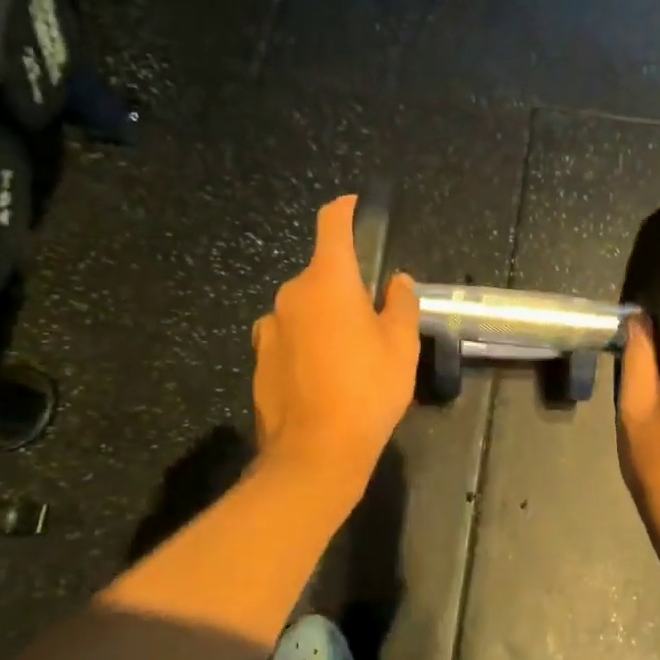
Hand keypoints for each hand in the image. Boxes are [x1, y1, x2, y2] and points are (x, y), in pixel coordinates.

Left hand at [252, 196, 419, 485]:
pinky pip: (289, 337)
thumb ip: (400, 304)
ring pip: (304, 309)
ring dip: (325, 318)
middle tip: (374, 318)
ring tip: (349, 355)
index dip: (344, 210)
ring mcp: (269, 328)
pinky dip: (307, 344)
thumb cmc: (367, 390)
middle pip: (321, 275)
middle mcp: (291, 295)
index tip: (354, 206)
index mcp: (327, 282)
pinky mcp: (259, 359)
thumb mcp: (400, 345)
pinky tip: (325, 377)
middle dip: (345, 286)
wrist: (315, 453)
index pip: (331, 226)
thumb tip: (395, 281)